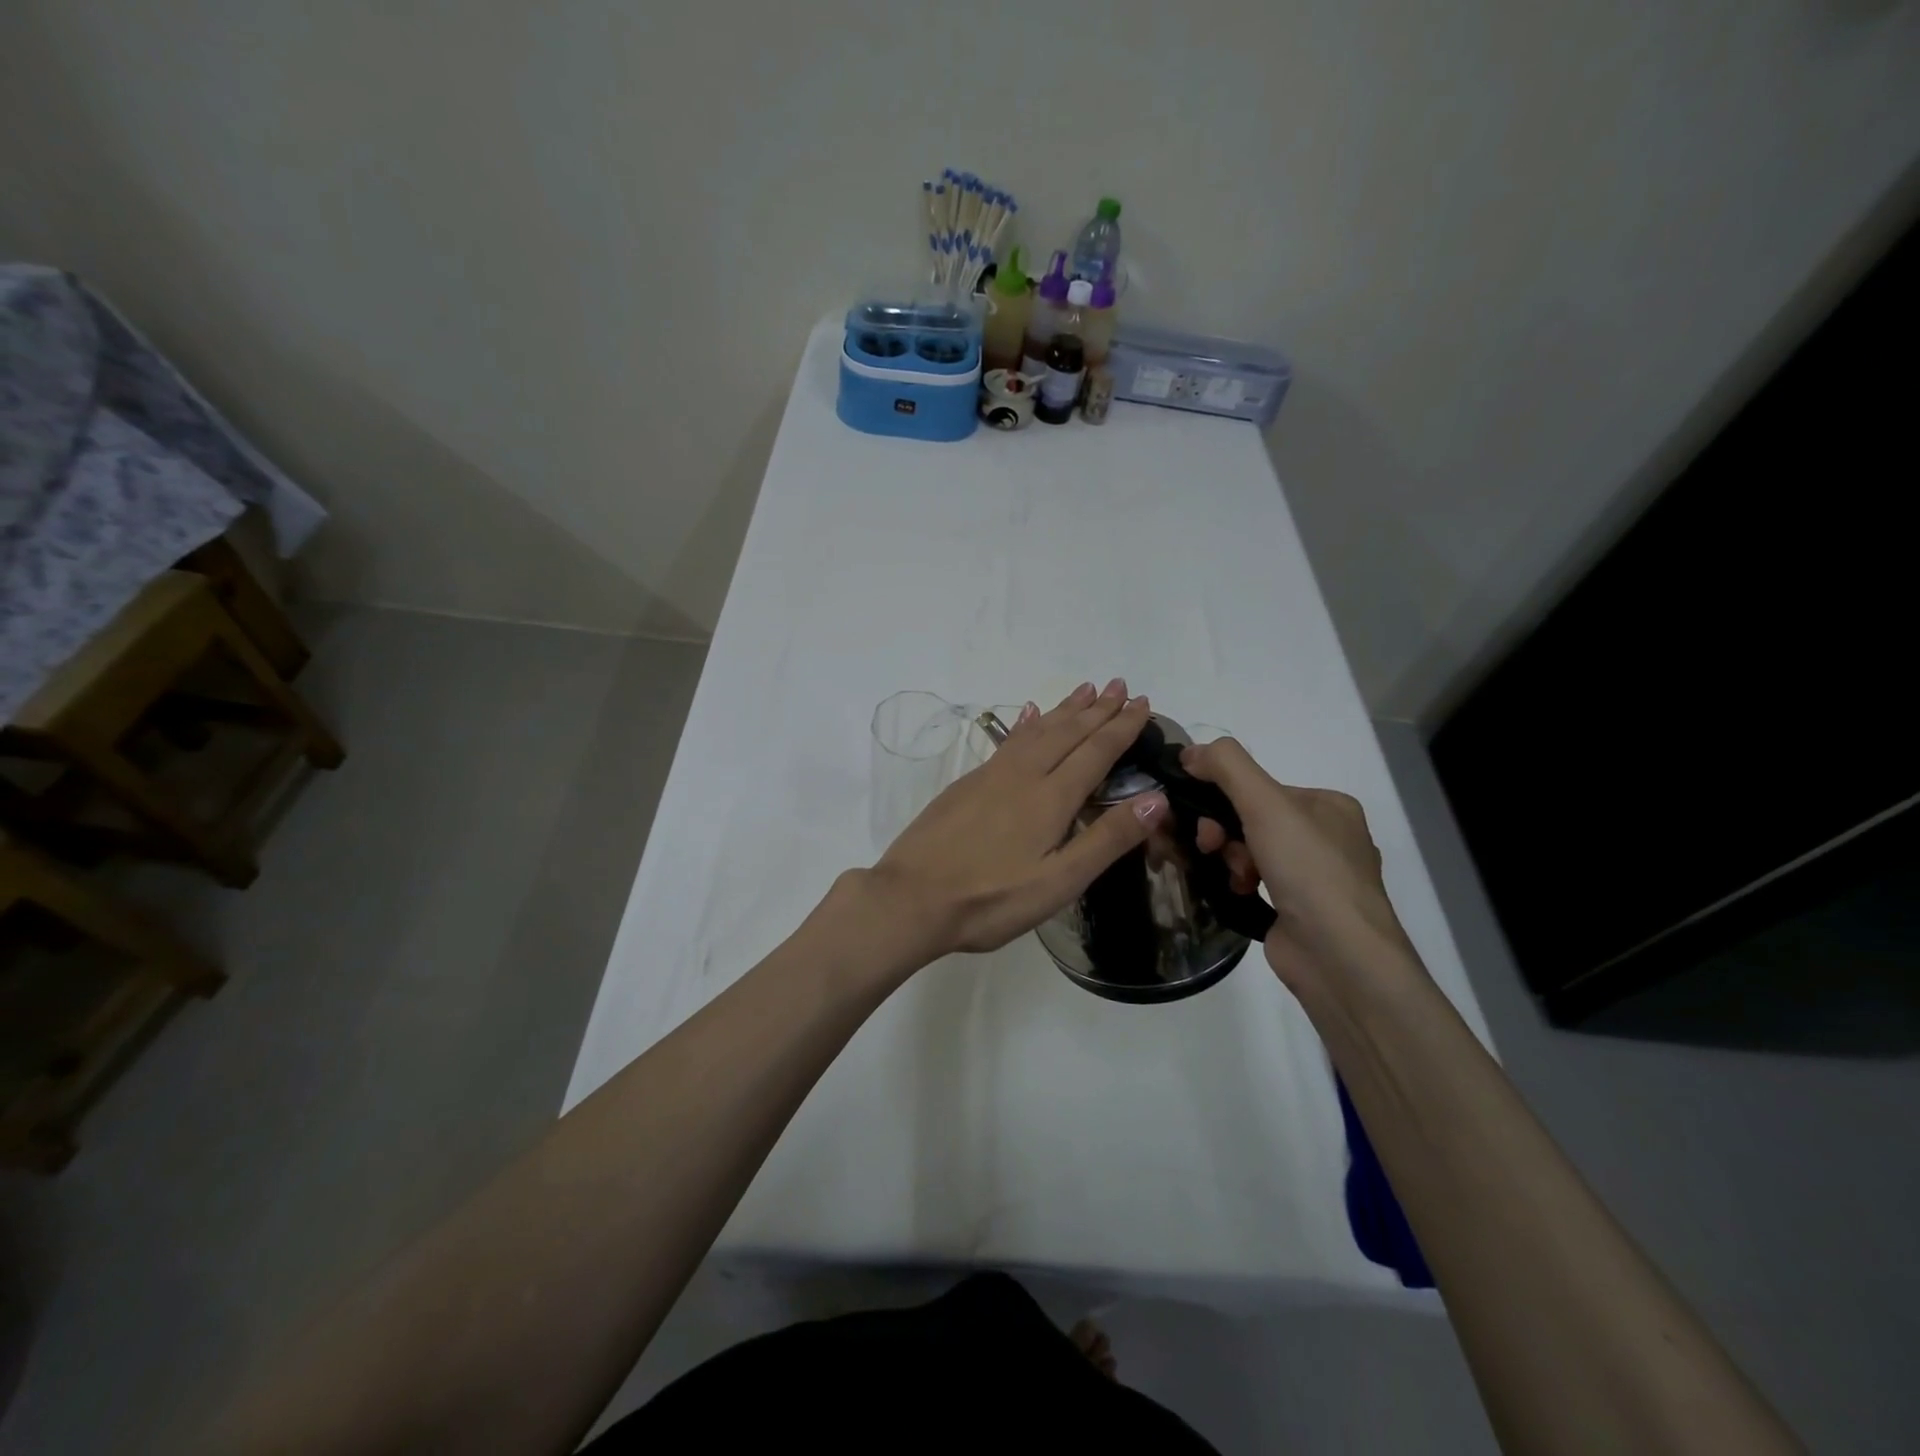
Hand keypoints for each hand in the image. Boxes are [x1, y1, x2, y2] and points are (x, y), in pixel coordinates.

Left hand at [864, 679, 1166, 965]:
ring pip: (1036, 730)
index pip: (1096, 751)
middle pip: (1067, 732)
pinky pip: (1008, 740)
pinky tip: (1027, 715)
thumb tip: (1156, 798)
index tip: (1143, 703)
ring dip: (1064, 709)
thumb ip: (1106, 839)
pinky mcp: (967, 783)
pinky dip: (1026, 723)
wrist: (912, 898)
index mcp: (1050, 798)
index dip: (1121, 727)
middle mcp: (1023, 775)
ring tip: (1084, 690)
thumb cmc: (991, 899)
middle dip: (1097, 708)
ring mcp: (991, 776)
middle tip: (1119, 684)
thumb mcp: (1059, 882)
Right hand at [1181, 738, 1416, 990]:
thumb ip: (1226, 766)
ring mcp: (1313, 878)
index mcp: (1329, 806)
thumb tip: (1190, 750)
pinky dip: (1238, 884)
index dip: (1224, 797)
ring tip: (1234, 878)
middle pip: (1251, 819)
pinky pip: (1254, 882)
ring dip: (1230, 859)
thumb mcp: (1266, 803)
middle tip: (1211, 847)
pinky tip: (1237, 893)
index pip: (1260, 788)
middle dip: (1224, 831)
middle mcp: (1326, 837)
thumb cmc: (1309, 870)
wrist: (1340, 958)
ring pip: (1249, 851)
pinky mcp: (1297, 911)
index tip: (1202, 816)